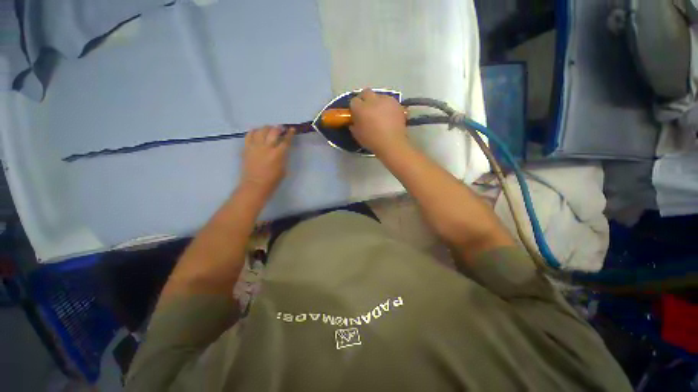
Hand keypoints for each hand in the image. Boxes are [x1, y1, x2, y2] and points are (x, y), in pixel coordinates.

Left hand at [240, 126, 294, 195]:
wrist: (255, 185)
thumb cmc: (273, 180)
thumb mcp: (284, 169)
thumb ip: (283, 157)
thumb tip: (282, 150)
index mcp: (278, 154)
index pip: (286, 140)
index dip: (290, 134)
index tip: (292, 129)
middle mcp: (267, 147)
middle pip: (273, 131)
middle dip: (279, 128)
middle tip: (281, 128)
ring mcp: (255, 147)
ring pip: (261, 130)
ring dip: (267, 128)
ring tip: (269, 129)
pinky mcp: (247, 148)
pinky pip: (249, 135)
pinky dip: (254, 132)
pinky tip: (257, 132)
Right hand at [349, 89, 407, 154]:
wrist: (392, 144)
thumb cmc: (372, 141)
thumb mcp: (357, 135)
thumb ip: (354, 125)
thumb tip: (354, 121)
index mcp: (360, 108)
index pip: (353, 101)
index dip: (354, 108)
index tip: (356, 114)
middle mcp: (372, 100)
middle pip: (366, 93)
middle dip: (364, 99)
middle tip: (366, 110)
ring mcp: (386, 100)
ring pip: (378, 96)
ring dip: (376, 102)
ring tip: (379, 113)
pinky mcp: (396, 103)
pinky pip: (389, 101)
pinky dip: (386, 106)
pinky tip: (388, 115)